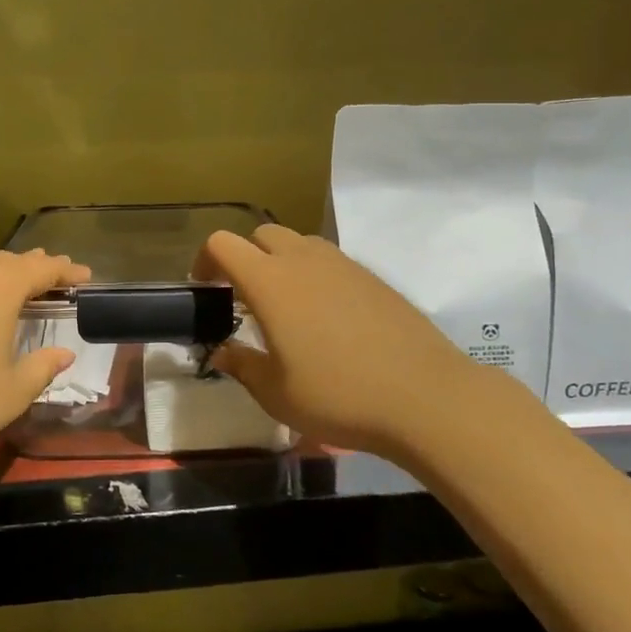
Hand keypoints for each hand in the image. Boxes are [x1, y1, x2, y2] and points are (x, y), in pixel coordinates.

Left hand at [0, 247, 90, 470]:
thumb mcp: (11, 392)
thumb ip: (42, 368)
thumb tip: (63, 354)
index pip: (43, 268)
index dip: (67, 272)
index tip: (84, 276)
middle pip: (9, 261)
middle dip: (34, 269)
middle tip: (54, 278)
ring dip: (0, 275)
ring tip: (15, 286)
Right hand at [195, 224, 478, 456]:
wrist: (425, 397)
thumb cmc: (338, 396)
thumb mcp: (276, 393)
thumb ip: (242, 366)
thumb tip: (224, 353)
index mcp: (269, 282)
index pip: (222, 244)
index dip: (205, 260)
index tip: (205, 288)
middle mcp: (303, 261)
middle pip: (261, 234)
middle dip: (244, 257)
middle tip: (243, 297)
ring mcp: (343, 264)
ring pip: (299, 243)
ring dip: (281, 262)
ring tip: (285, 305)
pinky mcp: (373, 277)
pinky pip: (330, 261)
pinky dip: (314, 274)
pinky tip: (326, 317)